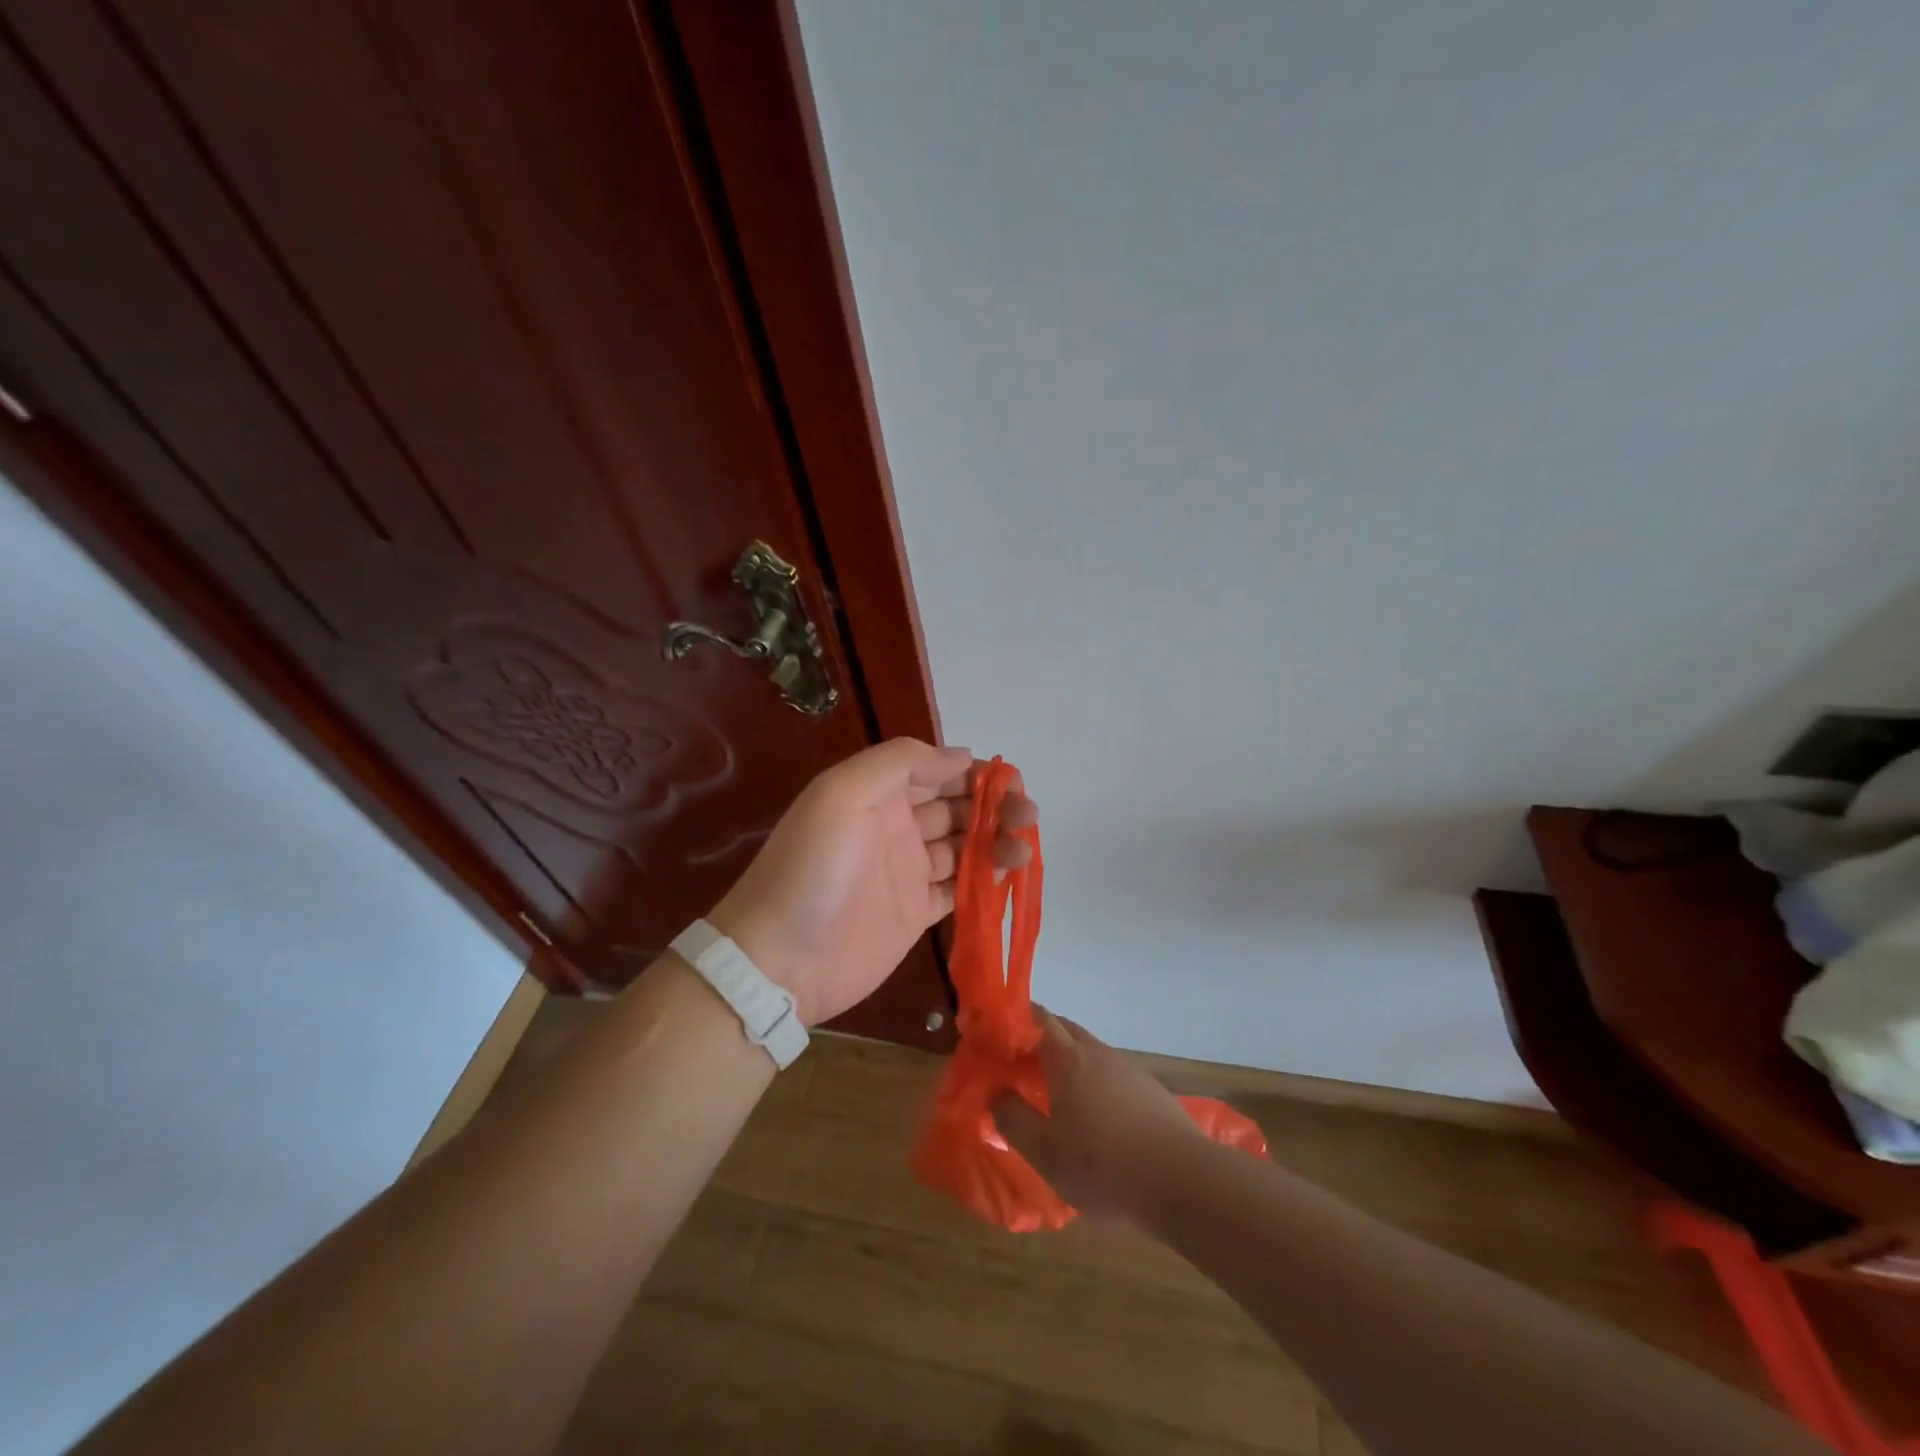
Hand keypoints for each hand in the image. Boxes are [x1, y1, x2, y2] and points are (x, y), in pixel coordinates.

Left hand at [708, 739, 1036, 1026]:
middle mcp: (895, 827)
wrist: (781, 959)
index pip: (934, 770)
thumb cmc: (814, 868)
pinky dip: (986, 878)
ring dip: (996, 839)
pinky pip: (959, 887)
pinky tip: (1009, 873)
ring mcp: (906, 871)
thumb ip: (900, 762)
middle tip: (1027, 813)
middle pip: (955, 806)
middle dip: (993, 804)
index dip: (972, 771)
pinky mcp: (916, 912)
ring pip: (963, 845)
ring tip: (1024, 845)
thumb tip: (961, 755)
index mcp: (877, 794)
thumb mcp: (844, 792)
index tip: (1008, 779)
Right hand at [991, 1009, 1201, 1222]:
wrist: (1183, 1181)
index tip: (995, 1039)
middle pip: (1063, 1029)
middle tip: (1017, 1067)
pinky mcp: (1149, 1089)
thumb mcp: (1044, 1152)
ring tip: (1053, 1096)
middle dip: (1038, 1039)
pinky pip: (1110, 1073)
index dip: (1014, 1021)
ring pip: (1088, 1051)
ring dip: (1066, 1062)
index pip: (1037, 1017)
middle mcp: (1097, 1052)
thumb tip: (997, 1092)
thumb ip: (1013, 1118)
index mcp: (1067, 1059)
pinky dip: (1092, 1082)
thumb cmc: (1103, 1166)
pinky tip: (1094, 1118)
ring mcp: (1127, 1068)